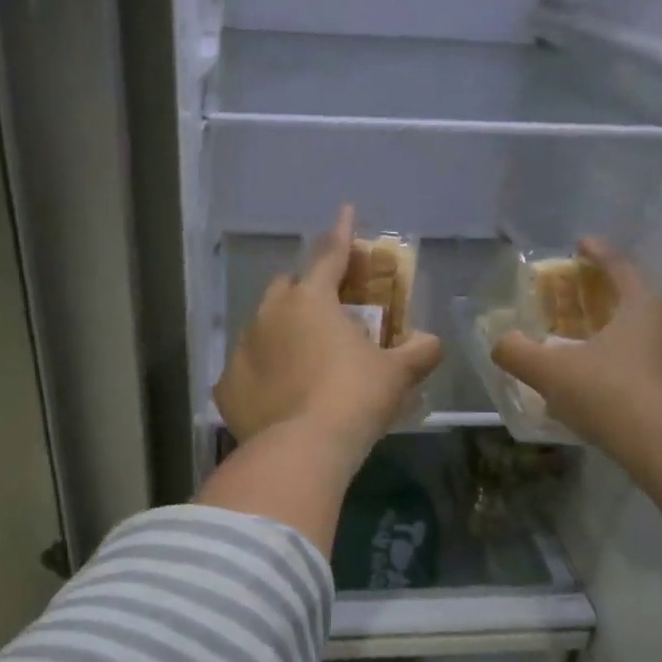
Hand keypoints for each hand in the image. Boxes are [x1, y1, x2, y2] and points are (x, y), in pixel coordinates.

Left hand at [215, 206, 442, 461]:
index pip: (330, 254)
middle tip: (327, 314)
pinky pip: (245, 372)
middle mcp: (269, 314)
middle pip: (287, 287)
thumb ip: (418, 352)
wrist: (303, 449)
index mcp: (311, 299)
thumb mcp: (396, 374)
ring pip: (261, 328)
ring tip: (301, 361)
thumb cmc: (355, 398)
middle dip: (306, 291)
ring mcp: (241, 349)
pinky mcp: (226, 386)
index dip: (342, 232)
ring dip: (281, 334)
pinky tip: (277, 398)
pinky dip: (261, 377)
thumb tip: (434, 343)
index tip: (345, 211)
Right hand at [491, 239, 661, 450]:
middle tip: (589, 323)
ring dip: (635, 354)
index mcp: (644, 309)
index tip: (583, 243)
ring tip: (609, 374)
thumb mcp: (550, 373)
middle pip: (642, 310)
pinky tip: (634, 410)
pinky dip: (653, 388)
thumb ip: (518, 353)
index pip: (620, 269)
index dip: (598, 254)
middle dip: (615, 312)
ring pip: (661, 350)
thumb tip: (500, 343)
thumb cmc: (610, 395)